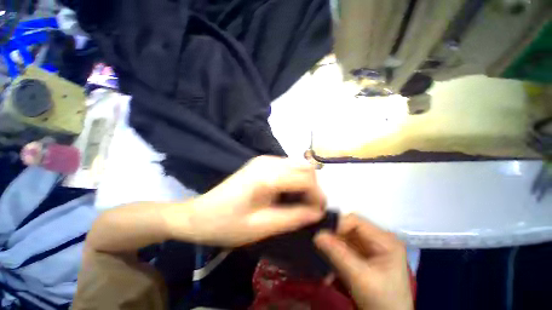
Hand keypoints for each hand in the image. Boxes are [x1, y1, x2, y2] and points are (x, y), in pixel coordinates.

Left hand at [162, 156, 325, 246]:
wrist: (199, 214)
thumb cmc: (227, 224)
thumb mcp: (262, 227)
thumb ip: (293, 218)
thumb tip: (318, 213)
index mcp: (267, 176)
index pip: (306, 178)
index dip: (317, 196)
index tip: (318, 213)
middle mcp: (268, 161)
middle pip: (305, 168)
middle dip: (314, 188)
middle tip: (311, 208)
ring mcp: (264, 160)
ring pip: (298, 165)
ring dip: (305, 183)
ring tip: (301, 202)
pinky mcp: (261, 163)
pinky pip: (287, 167)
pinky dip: (295, 179)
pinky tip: (288, 193)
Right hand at [314, 215, 412, 309]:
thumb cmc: (382, 301)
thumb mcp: (360, 277)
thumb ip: (338, 254)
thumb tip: (317, 234)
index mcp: (385, 239)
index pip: (356, 221)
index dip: (337, 224)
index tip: (321, 233)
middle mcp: (378, 239)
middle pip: (349, 228)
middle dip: (333, 235)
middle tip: (317, 241)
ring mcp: (370, 247)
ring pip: (344, 237)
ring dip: (332, 244)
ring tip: (319, 250)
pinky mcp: (363, 256)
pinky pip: (344, 247)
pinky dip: (334, 252)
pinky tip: (326, 259)